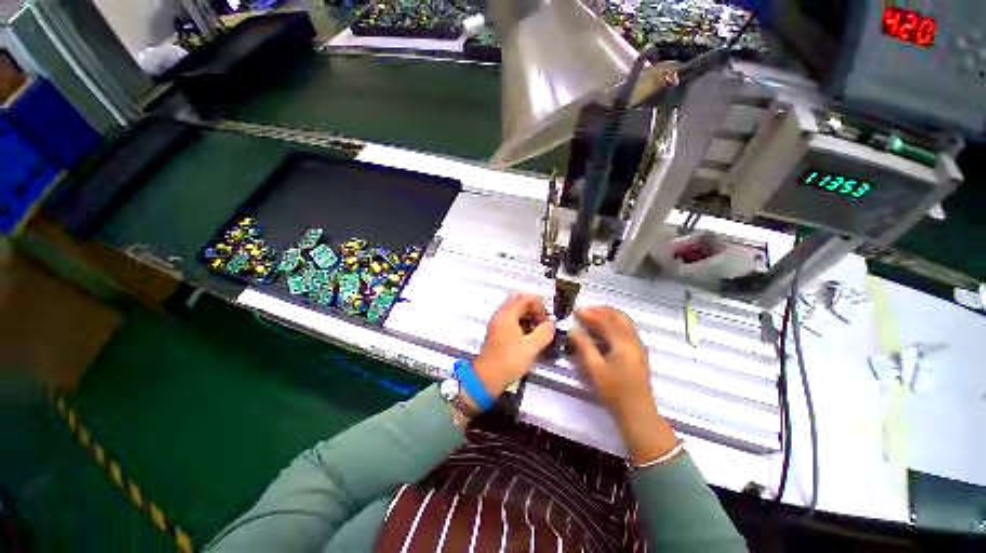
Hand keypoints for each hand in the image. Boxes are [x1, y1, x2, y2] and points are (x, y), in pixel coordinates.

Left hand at [472, 294, 554, 399]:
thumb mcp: (531, 348)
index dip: (540, 305)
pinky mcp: (498, 333)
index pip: (526, 298)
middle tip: (543, 320)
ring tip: (538, 330)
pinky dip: (522, 323)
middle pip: (519, 301)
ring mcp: (498, 324)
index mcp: (507, 315)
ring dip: (528, 316)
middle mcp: (501, 316)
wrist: (487, 378)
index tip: (546, 319)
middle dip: (534, 308)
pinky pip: (512, 320)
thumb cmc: (506, 363)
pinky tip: (529, 337)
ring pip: (515, 311)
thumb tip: (551, 325)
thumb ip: (544, 333)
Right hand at [568, 306, 677, 464]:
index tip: (575, 311)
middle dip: (601, 310)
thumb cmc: (615, 391)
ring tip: (591, 317)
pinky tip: (602, 331)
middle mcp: (633, 340)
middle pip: (619, 316)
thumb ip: (583, 346)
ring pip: (624, 323)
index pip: (606, 320)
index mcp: (624, 342)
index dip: (590, 314)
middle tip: (585, 311)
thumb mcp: (595, 368)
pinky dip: (613, 325)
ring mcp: (638, 346)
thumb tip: (572, 330)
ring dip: (608, 316)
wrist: (637, 413)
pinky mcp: (637, 353)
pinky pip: (626, 330)